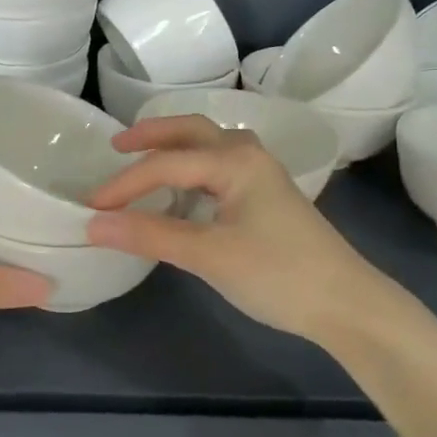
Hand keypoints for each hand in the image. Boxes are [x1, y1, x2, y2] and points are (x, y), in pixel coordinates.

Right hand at [86, 116, 397, 344]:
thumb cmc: (278, 274)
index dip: (123, 184)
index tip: (90, 207)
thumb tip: (94, 224)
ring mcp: (262, 174)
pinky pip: (220, 166)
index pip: (165, 164)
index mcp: (234, 160)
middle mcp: (248, 155)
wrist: (347, 304)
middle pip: (191, 131)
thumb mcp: (208, 255)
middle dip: (152, 135)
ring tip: (142, 158)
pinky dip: (192, 168)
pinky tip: (182, 190)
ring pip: (208, 146)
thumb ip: (150, 235)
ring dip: (174, 147)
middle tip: (115, 146)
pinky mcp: (267, 196)